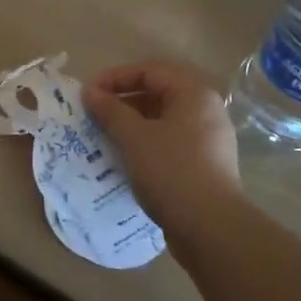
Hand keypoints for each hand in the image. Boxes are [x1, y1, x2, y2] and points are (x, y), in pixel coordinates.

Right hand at [86, 59, 246, 243]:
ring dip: (132, 124)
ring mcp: (208, 138)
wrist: (211, 229)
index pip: (149, 71)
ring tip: (105, 137)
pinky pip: (170, 141)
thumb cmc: (171, 171)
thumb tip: (90, 92)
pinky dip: (146, 143)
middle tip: (94, 115)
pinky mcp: (205, 164)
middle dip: (123, 101)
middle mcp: (206, 110)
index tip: (88, 95)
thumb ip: (110, 110)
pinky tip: (126, 159)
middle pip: (158, 93)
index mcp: (194, 93)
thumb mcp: (134, 137)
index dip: (115, 78)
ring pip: (163, 119)